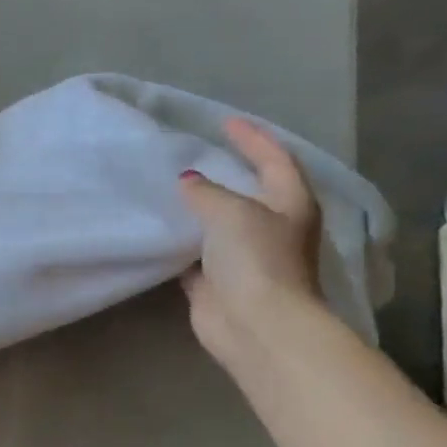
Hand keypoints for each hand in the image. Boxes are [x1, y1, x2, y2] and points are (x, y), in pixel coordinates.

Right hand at [178, 118, 325, 365]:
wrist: (255, 324)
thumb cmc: (256, 260)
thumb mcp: (232, 213)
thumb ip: (207, 193)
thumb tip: (187, 182)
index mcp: (290, 204)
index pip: (274, 159)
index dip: (251, 138)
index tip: (223, 122)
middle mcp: (270, 227)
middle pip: (247, 191)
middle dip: (224, 172)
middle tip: (192, 153)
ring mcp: (243, 256)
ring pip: (216, 224)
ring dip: (196, 209)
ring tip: (165, 187)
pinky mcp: (215, 282)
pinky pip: (192, 255)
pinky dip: (177, 243)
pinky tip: (156, 230)